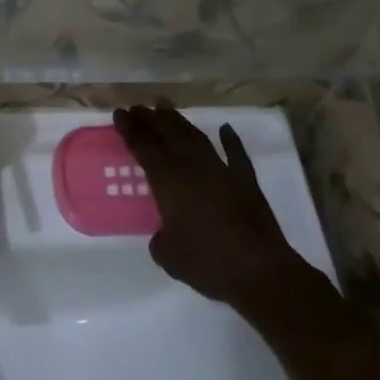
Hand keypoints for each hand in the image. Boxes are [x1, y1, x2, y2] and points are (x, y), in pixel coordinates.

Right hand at [114, 102, 313, 317]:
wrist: (260, 272)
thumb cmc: (208, 263)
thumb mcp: (168, 256)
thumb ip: (160, 238)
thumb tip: (163, 233)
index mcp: (168, 181)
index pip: (143, 146)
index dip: (130, 128)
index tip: (120, 112)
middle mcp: (192, 166)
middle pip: (167, 133)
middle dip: (150, 118)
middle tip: (138, 107)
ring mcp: (221, 169)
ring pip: (196, 137)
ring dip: (179, 121)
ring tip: (165, 108)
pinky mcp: (246, 180)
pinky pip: (236, 153)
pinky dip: (231, 140)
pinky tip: (226, 129)